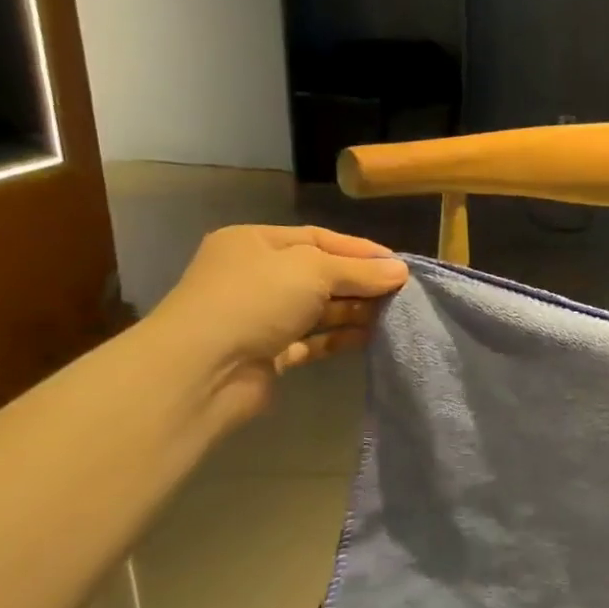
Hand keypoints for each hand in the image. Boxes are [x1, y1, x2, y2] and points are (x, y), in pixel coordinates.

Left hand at [147, 225, 408, 422]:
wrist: (205, 369)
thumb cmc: (255, 301)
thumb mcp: (313, 271)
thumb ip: (360, 271)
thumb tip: (401, 271)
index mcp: (256, 243)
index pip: (319, 239)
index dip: (361, 251)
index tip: (400, 266)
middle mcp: (257, 275)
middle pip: (322, 274)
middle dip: (362, 283)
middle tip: (403, 294)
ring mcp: (262, 315)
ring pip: (320, 308)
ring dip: (355, 311)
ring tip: (394, 316)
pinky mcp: (271, 352)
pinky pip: (314, 339)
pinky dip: (341, 338)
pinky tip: (370, 338)